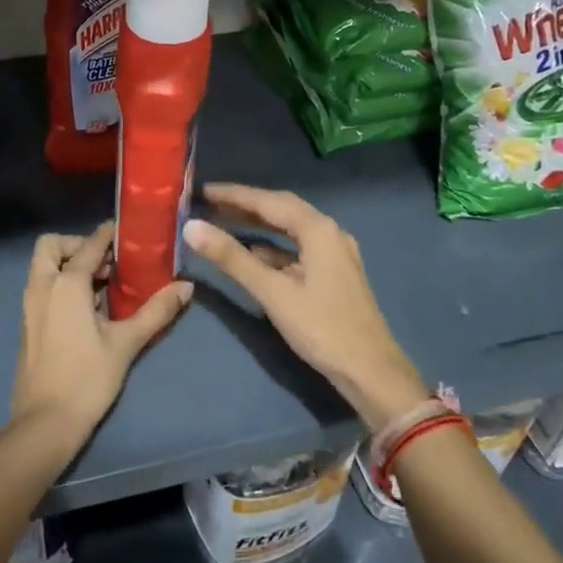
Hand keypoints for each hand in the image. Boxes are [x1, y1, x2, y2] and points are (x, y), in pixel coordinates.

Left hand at [11, 222, 191, 448]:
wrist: (44, 423)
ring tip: (102, 285)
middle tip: (105, 263)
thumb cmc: (87, 379)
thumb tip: (186, 287)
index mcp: (66, 284)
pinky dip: (60, 283)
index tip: (126, 232)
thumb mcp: (126, 343)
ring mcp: (30, 305)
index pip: (88, 245)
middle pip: (51, 245)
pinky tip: (88, 308)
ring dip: (69, 264)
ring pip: (44, 266)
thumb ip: (156, 311)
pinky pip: (42, 287)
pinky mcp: (28, 323)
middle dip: (76, 245)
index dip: (107, 234)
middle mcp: (42, 286)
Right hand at [184, 184, 427, 430]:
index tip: (202, 190)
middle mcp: (329, 232)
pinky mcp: (334, 273)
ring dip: (258, 225)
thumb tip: (192, 227)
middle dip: (245, 205)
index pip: (268, 201)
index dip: (233, 195)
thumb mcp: (272, 292)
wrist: (371, 372)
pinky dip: (272, 247)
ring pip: (290, 229)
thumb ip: (232, 258)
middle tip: (210, 203)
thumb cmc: (321, 328)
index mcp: (317, 229)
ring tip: (224, 222)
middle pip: (281, 209)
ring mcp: (335, 253)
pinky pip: (297, 248)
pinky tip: (252, 255)